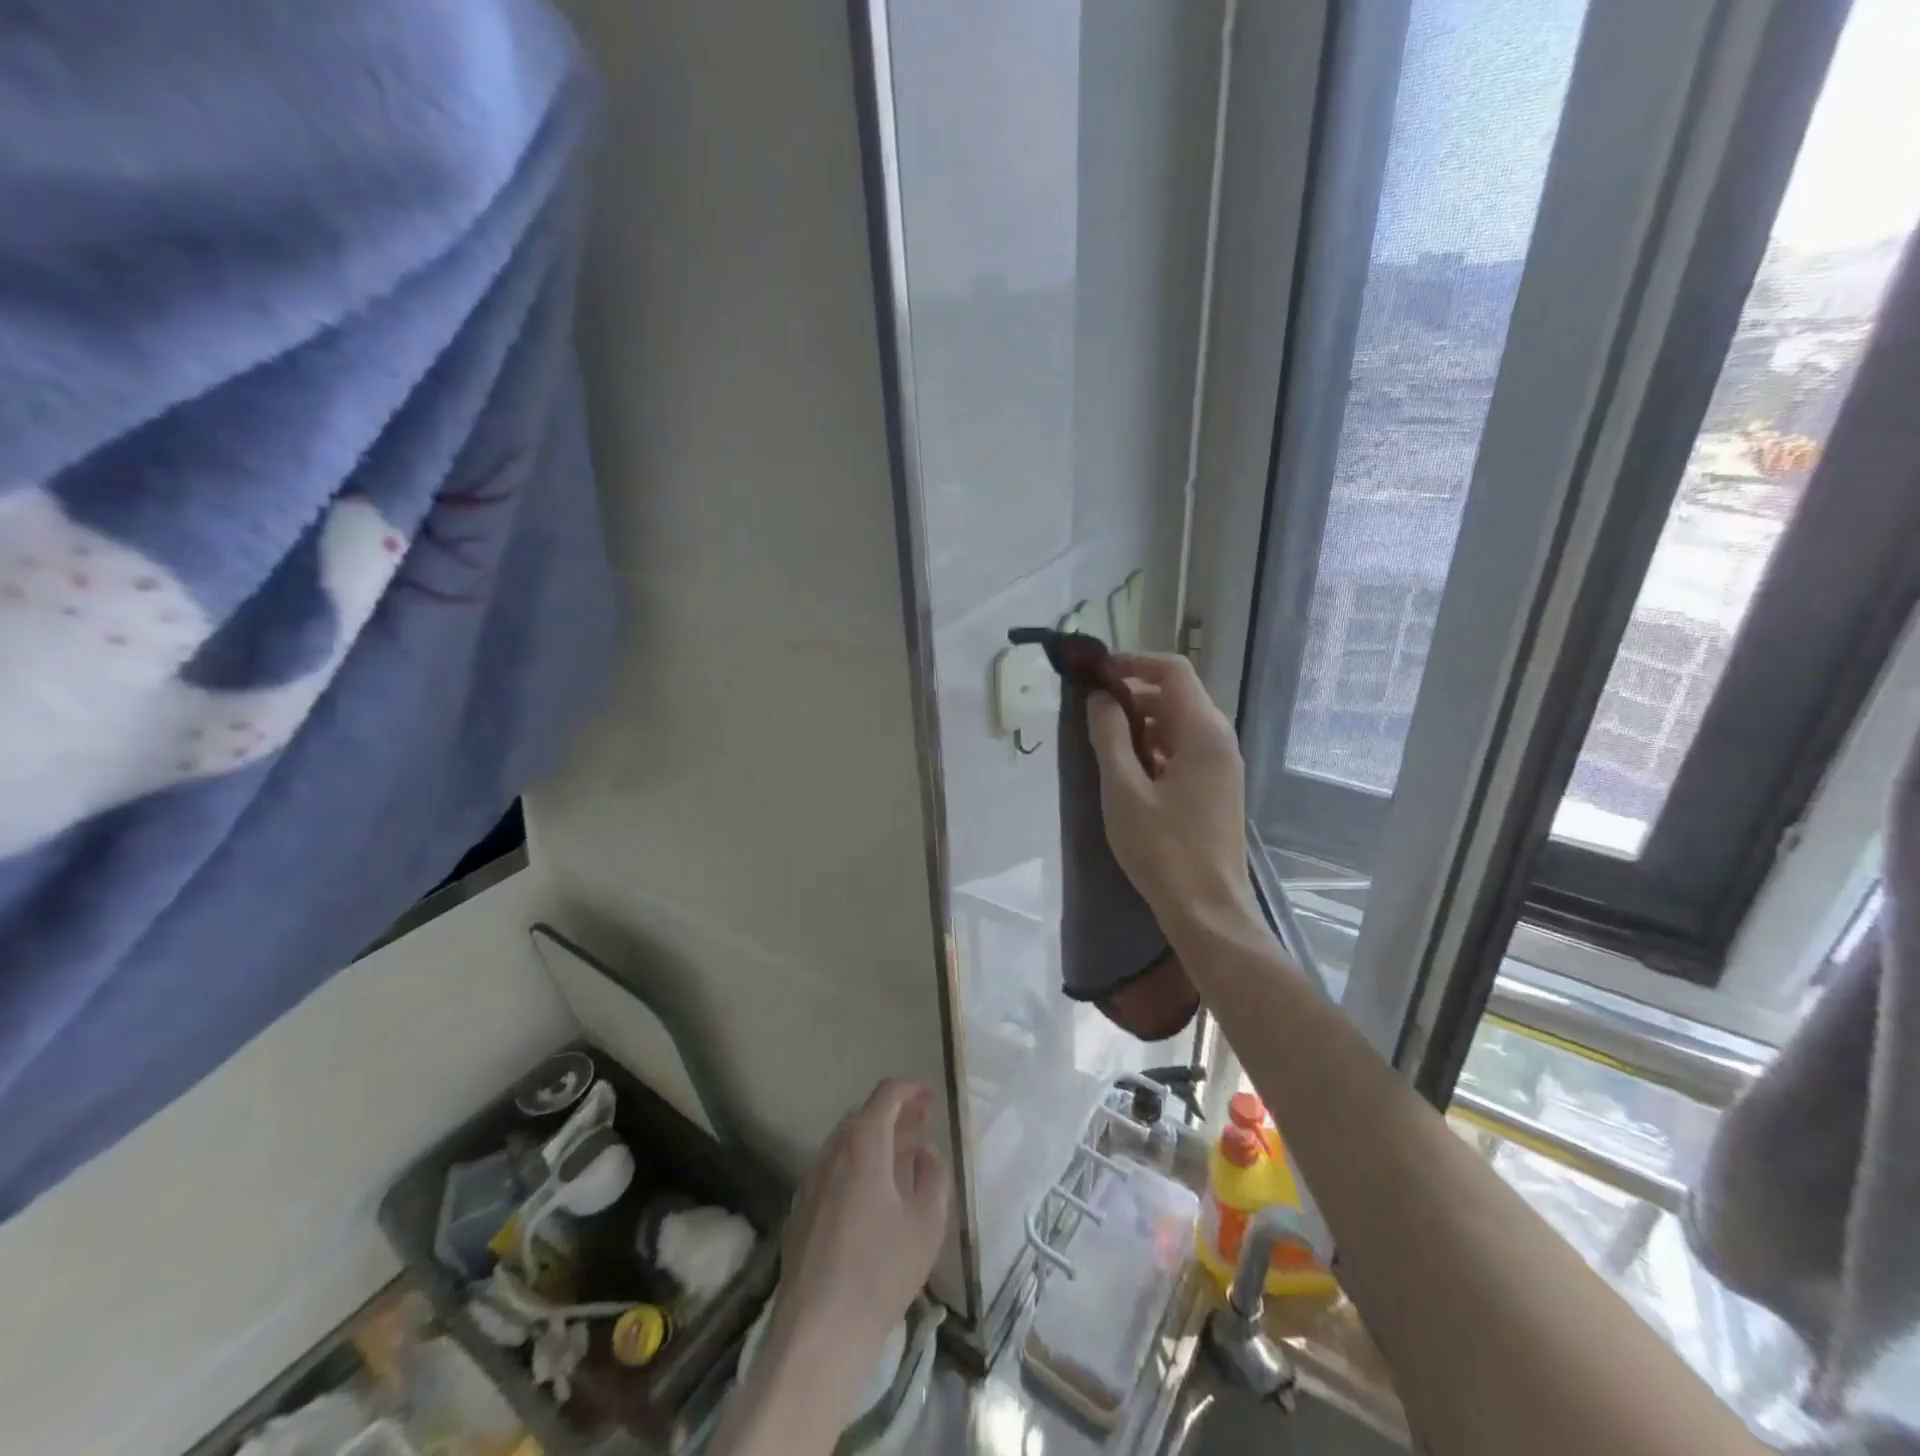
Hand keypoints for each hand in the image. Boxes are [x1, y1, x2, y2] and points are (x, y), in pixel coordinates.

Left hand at [770, 1080, 950, 1379]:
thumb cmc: (881, 1271)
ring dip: (876, 1140)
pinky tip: (874, 1193)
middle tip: (923, 1124)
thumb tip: (924, 1152)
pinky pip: (833, 1170)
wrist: (818, 1331)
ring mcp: (811, 1181)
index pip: (886, 1095)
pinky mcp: (800, 1211)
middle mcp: (832, 1152)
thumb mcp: (927, 1221)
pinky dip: (858, 1164)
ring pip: (846, 1144)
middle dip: (895, 1114)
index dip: (911, 1089)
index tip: (931, 1096)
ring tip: (904, 1156)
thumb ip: (933, 1175)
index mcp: (863, 1144)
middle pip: (864, 1116)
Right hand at [1086, 652, 1254, 932]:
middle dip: (1134, 693)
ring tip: (1106, 742)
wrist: (1207, 910)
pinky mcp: (1218, 787)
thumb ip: (1110, 737)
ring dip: (1143, 722)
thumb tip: (1100, 698)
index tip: (1097, 674)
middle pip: (1177, 694)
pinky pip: (1187, 748)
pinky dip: (1157, 746)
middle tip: (1093, 711)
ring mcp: (1223, 765)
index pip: (1173, 671)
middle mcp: (1220, 740)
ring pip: (1181, 722)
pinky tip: (1130, 770)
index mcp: (1202, 732)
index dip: (1134, 662)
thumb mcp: (1123, 790)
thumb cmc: (1162, 849)